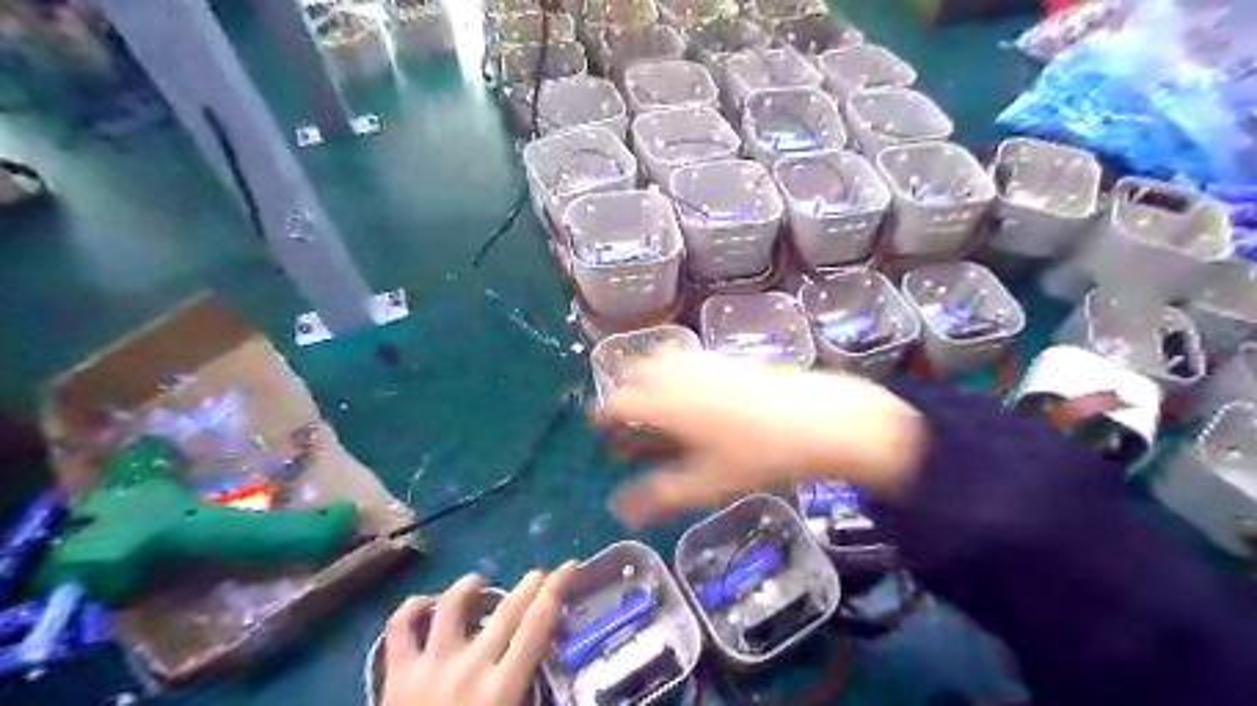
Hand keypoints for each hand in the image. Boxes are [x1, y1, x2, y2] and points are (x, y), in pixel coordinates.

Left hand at [383, 565, 577, 705]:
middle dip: (529, 584)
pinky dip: (410, 607)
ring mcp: (430, 666)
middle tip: (540, 573)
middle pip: (506, 610)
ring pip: (451, 606)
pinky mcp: (396, 674)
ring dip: (469, 586)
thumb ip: (530, 695)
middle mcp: (470, 668)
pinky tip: (426, 602)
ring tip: (480, 581)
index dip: (556, 590)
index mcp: (501, 689)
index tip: (568, 567)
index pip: (537, 626)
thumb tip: (554, 666)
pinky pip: (399, 628)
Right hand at [596, 351, 921, 526]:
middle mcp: (676, 373)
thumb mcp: (705, 484)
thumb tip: (618, 510)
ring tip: (653, 405)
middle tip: (625, 421)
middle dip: (623, 396)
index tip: (598, 428)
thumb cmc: (758, 456)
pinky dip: (673, 370)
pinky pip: (685, 357)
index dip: (603, 416)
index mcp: (663, 401)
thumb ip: (658, 496)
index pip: (617, 403)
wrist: (819, 420)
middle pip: (634, 374)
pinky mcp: (726, 357)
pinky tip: (691, 391)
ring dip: (647, 379)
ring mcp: (702, 360)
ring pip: (658, 360)